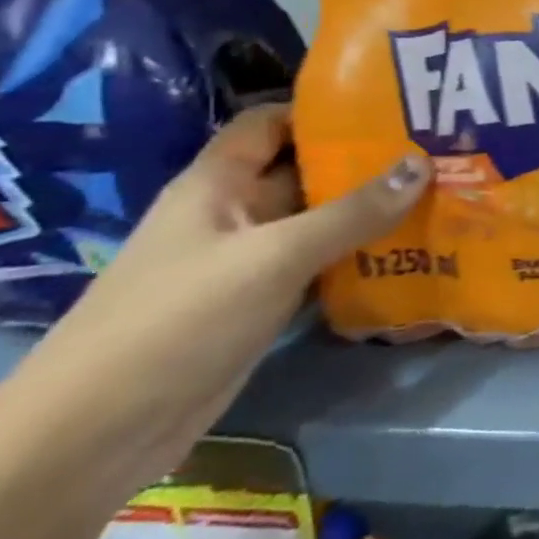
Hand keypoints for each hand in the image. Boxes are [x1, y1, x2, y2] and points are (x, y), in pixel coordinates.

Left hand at [17, 105, 428, 492]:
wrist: (98, 432)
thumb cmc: (179, 320)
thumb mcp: (273, 257)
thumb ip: (351, 213)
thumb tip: (422, 163)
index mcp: (218, 184)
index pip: (271, 123)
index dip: (324, 110)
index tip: (392, 106)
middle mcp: (234, 213)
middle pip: (305, 171)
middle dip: (365, 161)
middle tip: (437, 150)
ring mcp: (249, 261)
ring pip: (319, 220)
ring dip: (371, 210)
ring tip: (440, 192)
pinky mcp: (263, 302)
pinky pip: (321, 264)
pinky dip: (361, 255)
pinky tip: (412, 250)